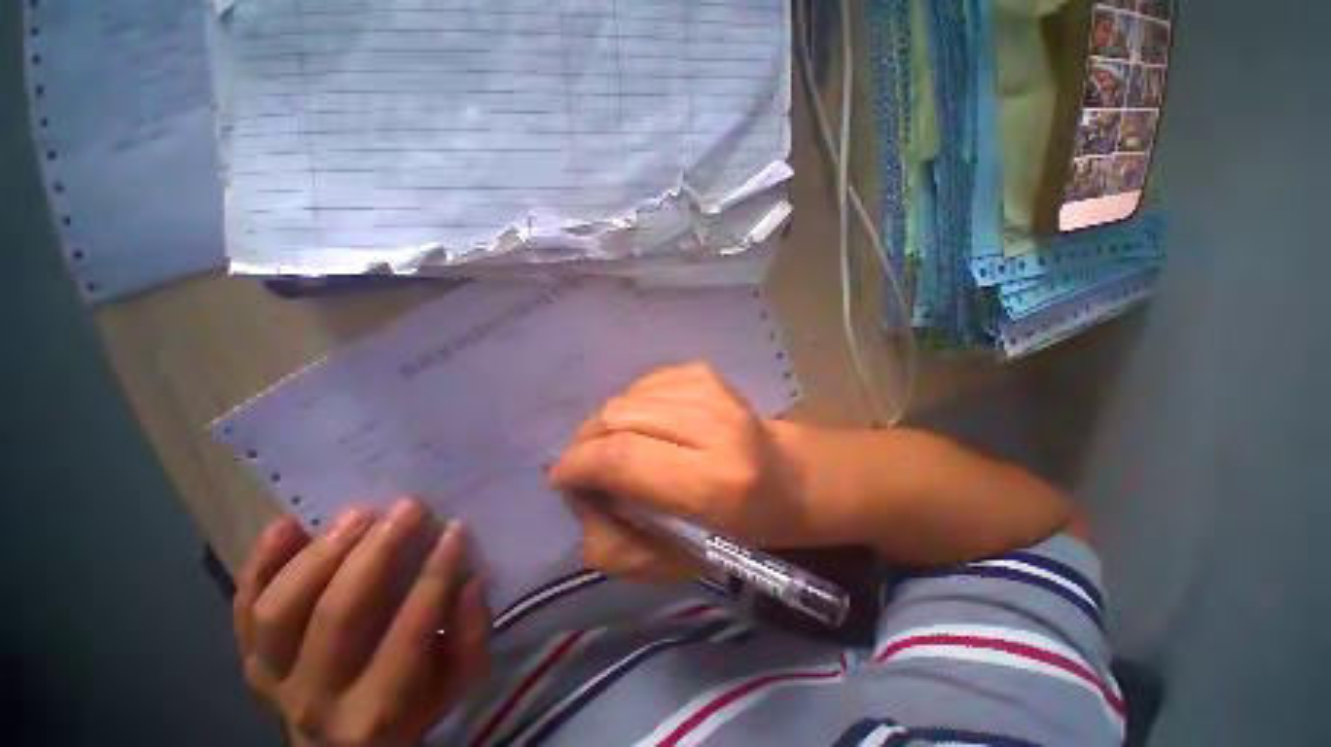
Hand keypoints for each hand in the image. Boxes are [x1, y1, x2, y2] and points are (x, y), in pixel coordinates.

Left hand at [232, 500, 489, 746]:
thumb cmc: (408, 709)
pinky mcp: (249, 657)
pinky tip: (288, 525)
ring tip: (359, 513)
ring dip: (321, 554)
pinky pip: (242, 610)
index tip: (455, 529)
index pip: (411, 629)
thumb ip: (469, 635)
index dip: (435, 574)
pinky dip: (258, 565)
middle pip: (340, 614)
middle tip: (410, 507)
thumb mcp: (452, 684)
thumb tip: (470, 580)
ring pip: (281, 611)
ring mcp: (273, 677)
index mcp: (379, 708)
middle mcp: (317, 696)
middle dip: (379, 552)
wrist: (338, 744)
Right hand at [548, 363, 808, 581]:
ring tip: (619, 448)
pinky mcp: (706, 373)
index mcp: (713, 482)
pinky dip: (632, 407)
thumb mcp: (672, 562)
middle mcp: (715, 425)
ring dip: (608, 425)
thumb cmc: (736, 532)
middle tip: (587, 466)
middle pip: (618, 417)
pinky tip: (646, 426)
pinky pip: (644, 384)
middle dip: (586, 442)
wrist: (788, 478)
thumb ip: (612, 542)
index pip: (622, 457)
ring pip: (626, 397)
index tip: (562, 477)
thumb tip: (578, 493)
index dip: (579, 464)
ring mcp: (712, 390)